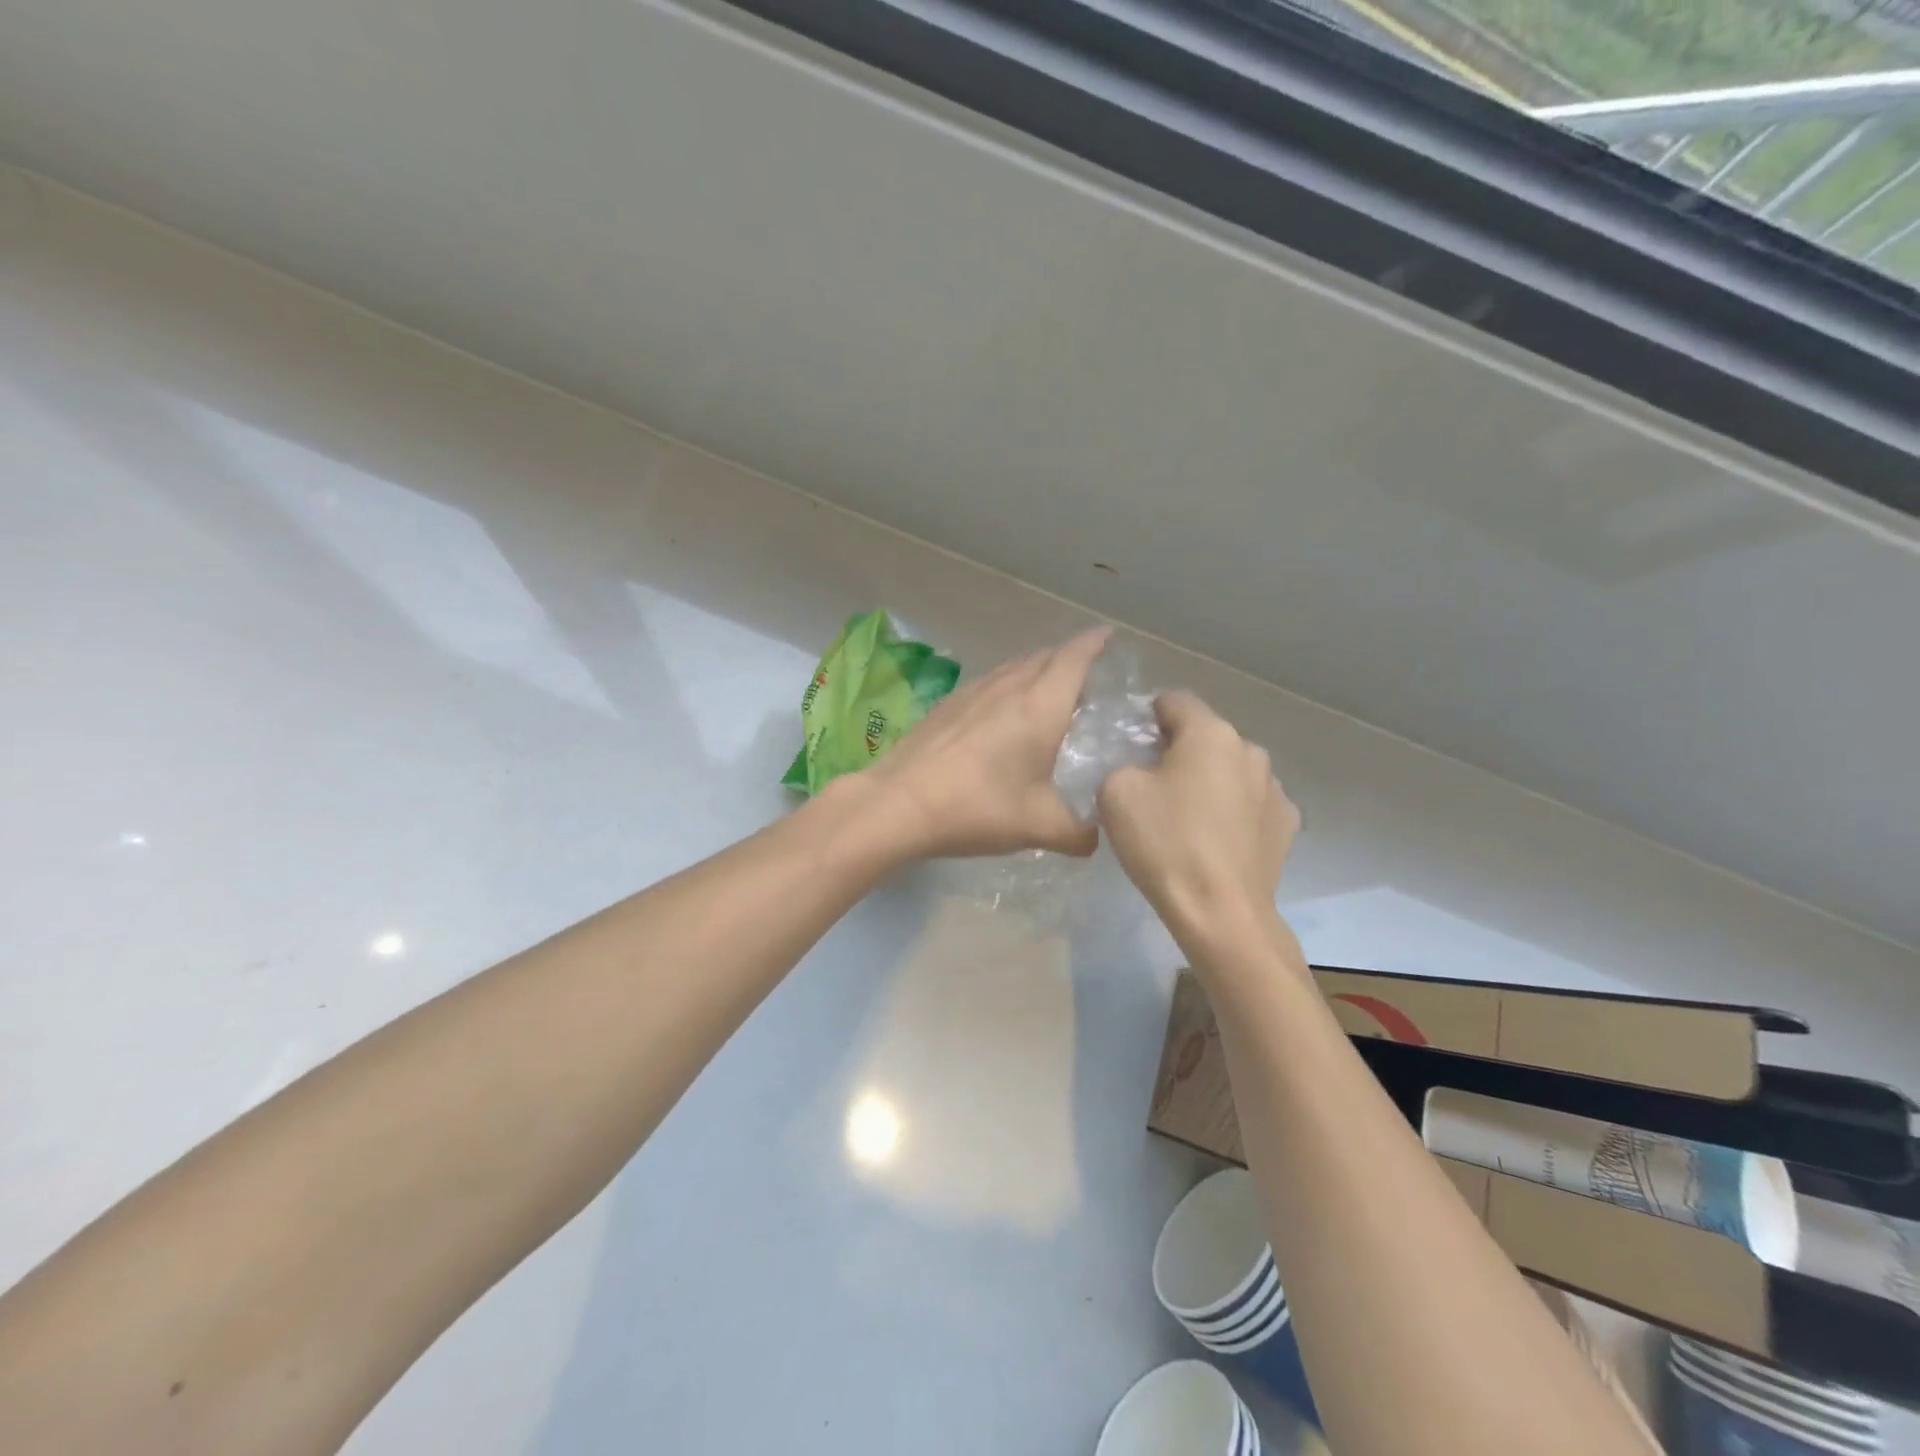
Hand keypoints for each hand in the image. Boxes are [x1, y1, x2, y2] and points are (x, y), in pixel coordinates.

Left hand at [859, 627, 1111, 859]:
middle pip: (1046, 658)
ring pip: (1014, 668)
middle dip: (1070, 659)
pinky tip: (1000, 716)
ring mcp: (973, 691)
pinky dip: (1007, 688)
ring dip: (1036, 672)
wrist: (901, 802)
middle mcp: (1009, 686)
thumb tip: (1095, 839)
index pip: (1076, 657)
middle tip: (1087, 680)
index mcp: (1041, 705)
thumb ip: (1079, 834)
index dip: (1096, 643)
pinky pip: (989, 683)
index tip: (1110, 636)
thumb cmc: (979, 807)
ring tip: (1047, 695)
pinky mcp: (947, 704)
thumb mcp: (1040, 826)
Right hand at [1098, 691, 1299, 951]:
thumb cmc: (1165, 843)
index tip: (1131, 745)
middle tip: (1152, 786)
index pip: (1174, 701)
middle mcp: (1250, 750)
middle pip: (1205, 736)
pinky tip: (1214, 840)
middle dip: (1178, 751)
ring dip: (1208, 781)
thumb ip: (1122, 763)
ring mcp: (1275, 788)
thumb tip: (1140, 770)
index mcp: (1210, 733)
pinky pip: (1249, 804)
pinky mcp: (1286, 825)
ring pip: (1230, 770)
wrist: (1220, 912)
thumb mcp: (1115, 792)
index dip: (1147, 716)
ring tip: (1186, 818)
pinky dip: (1231, 812)